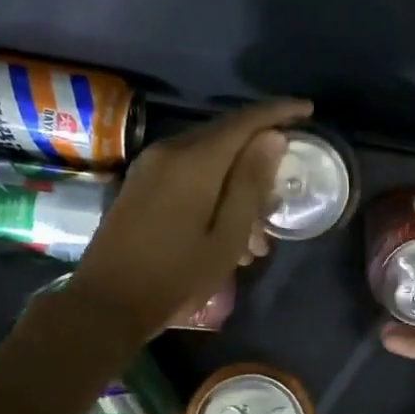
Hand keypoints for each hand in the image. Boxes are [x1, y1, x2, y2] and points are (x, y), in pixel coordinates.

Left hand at [68, 99, 312, 342]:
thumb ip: (251, 183)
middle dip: (259, 157)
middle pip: (226, 136)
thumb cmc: (175, 276)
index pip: (244, 121)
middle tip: (283, 190)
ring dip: (238, 183)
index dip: (279, 112)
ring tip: (258, 235)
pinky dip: (216, 189)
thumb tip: (273, 136)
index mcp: (194, 161)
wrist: (106, 304)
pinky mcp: (141, 184)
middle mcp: (169, 151)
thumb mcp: (227, 236)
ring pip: (208, 158)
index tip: (308, 110)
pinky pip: (188, 171)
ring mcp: (150, 166)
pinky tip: (228, 230)